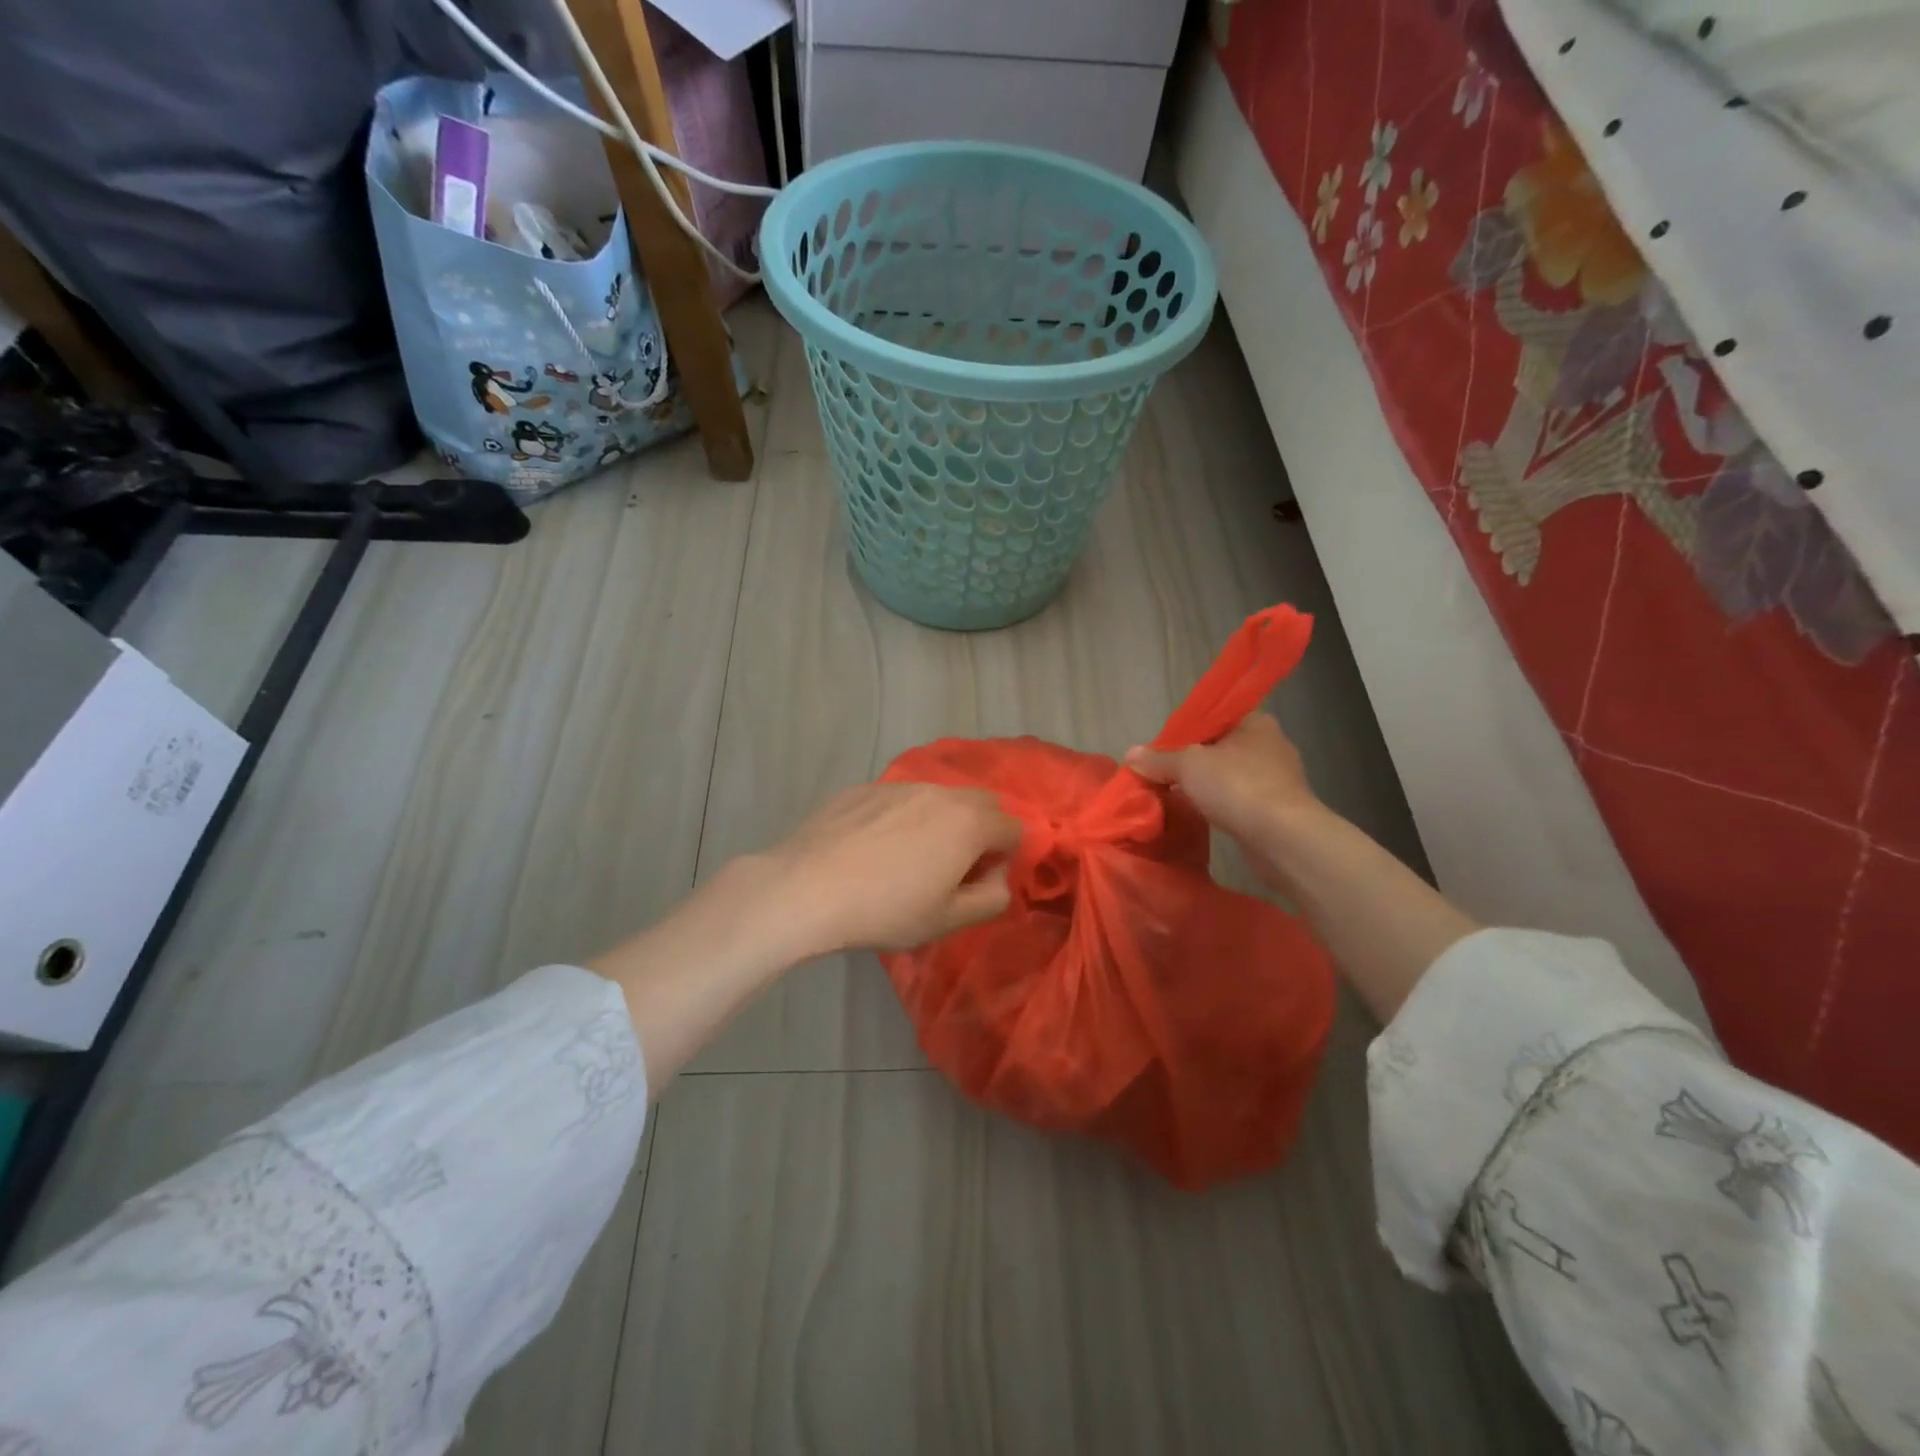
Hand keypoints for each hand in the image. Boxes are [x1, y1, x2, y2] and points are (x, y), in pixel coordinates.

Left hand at [760, 782, 1022, 954]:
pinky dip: (899, 819)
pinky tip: (870, 851)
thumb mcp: (948, 920)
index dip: (1003, 859)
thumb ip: (991, 898)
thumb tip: (995, 877)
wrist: (806, 889)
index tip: (974, 885)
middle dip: (978, 832)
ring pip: (936, 798)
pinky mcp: (861, 789)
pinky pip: (897, 800)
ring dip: (938, 823)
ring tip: (905, 860)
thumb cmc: (886, 910)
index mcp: (969, 822)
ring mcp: (897, 786)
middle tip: (949, 869)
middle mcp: (939, 793)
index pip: (1013, 828)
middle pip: (980, 803)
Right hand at [1125, 714, 1319, 880]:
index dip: (1185, 731)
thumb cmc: (1237, 786)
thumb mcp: (1188, 765)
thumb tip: (1130, 754)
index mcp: (1255, 722)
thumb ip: (1158, 758)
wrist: (1283, 838)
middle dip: (1192, 762)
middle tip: (1162, 775)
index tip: (1162, 750)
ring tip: (1176, 796)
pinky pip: (1239, 800)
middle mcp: (1271, 745)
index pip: (1213, 718)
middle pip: (1219, 748)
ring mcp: (1278, 779)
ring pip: (1229, 776)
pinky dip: (1220, 805)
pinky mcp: (1278, 809)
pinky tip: (1201, 815)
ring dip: (1206, 786)